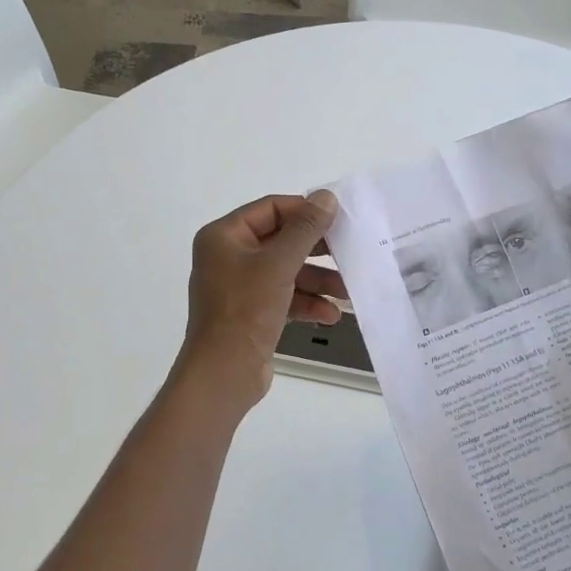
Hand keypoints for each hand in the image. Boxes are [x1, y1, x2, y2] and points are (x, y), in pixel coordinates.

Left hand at [177, 191, 347, 406]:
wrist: (222, 374)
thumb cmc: (245, 310)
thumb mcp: (279, 265)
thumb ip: (305, 229)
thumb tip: (327, 197)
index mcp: (224, 236)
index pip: (271, 209)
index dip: (305, 212)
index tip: (338, 220)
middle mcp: (228, 256)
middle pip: (281, 241)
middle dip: (316, 251)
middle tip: (348, 252)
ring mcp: (239, 286)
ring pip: (286, 271)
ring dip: (317, 280)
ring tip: (347, 291)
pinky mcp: (250, 312)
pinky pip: (283, 297)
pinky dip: (306, 303)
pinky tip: (331, 314)